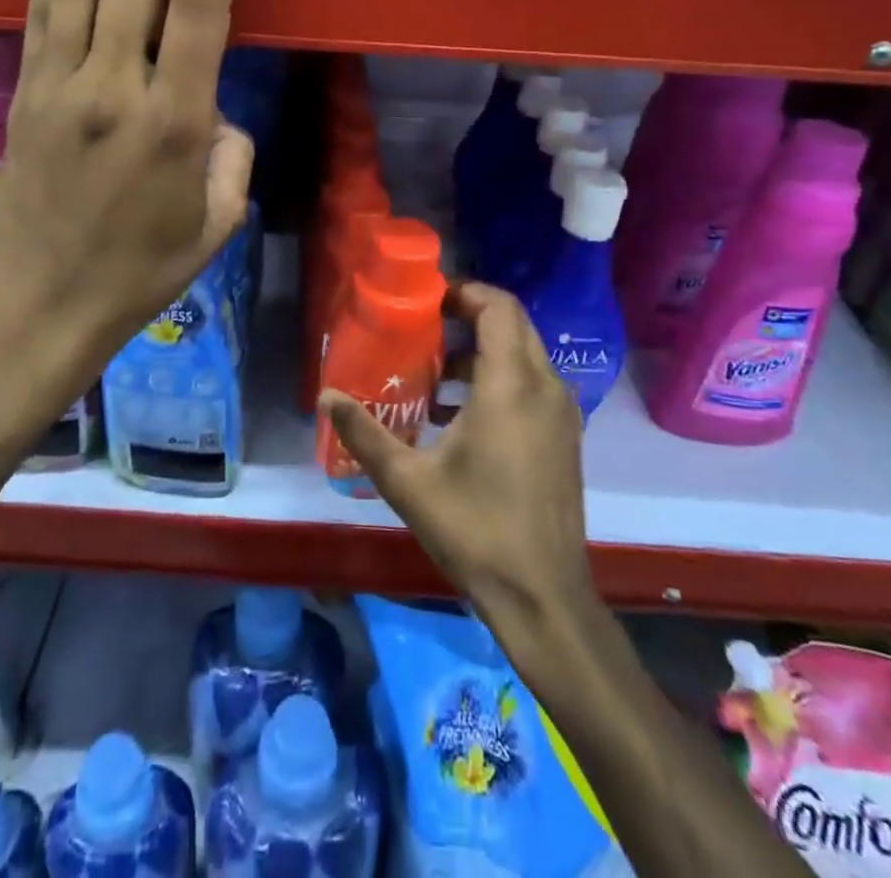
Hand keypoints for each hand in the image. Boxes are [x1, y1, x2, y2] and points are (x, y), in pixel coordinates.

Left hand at [0, 0, 262, 405]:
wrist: (47, 305)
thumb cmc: (143, 270)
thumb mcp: (218, 221)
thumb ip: (232, 153)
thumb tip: (214, 108)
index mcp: (174, 122)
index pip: (203, 1)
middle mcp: (113, 86)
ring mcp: (58, 82)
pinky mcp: (24, 88)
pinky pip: (31, 5)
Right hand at [319, 284, 598, 647]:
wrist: (544, 597)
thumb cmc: (475, 530)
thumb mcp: (407, 481)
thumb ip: (364, 433)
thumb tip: (325, 395)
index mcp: (510, 385)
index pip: (498, 307)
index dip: (464, 292)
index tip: (426, 300)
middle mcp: (545, 387)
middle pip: (513, 325)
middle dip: (470, 317)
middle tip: (424, 330)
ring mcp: (561, 414)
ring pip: (524, 355)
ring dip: (482, 352)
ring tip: (434, 375)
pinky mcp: (565, 438)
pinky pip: (533, 385)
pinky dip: (499, 379)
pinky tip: (459, 416)